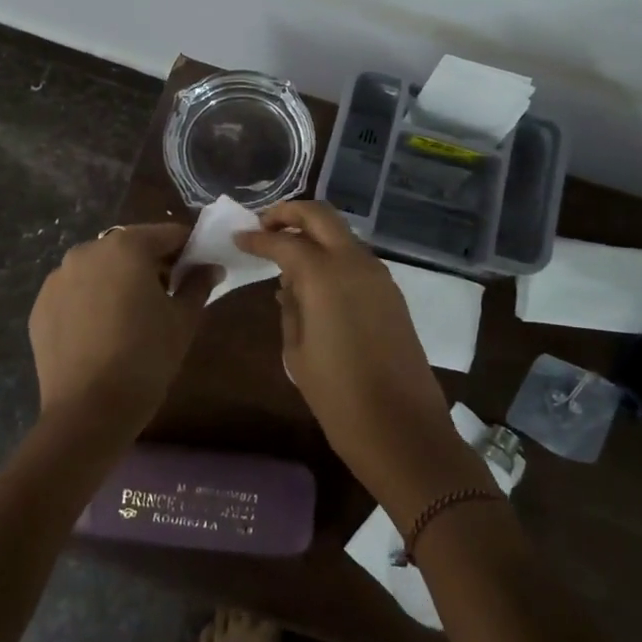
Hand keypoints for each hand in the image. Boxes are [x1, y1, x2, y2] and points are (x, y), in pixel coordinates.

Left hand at [28, 224, 219, 441]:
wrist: (88, 412)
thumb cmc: (146, 357)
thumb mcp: (184, 319)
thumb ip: (198, 284)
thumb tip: (210, 267)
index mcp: (127, 246)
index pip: (168, 234)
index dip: (188, 251)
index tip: (198, 273)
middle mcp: (87, 251)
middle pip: (131, 247)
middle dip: (151, 265)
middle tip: (167, 298)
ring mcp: (58, 278)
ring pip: (100, 268)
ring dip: (118, 281)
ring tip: (130, 317)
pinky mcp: (41, 306)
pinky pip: (75, 292)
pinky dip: (91, 301)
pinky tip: (102, 332)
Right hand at [236, 203, 494, 524]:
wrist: (403, 428)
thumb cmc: (339, 397)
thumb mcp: (298, 353)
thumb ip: (291, 308)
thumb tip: (290, 286)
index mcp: (325, 275)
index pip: (285, 241)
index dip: (258, 238)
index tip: (239, 237)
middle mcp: (355, 262)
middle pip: (321, 215)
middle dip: (290, 213)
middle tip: (265, 226)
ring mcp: (379, 275)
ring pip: (342, 234)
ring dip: (314, 233)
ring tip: (287, 253)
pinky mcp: (392, 292)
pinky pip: (356, 258)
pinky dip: (333, 255)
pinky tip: (316, 280)